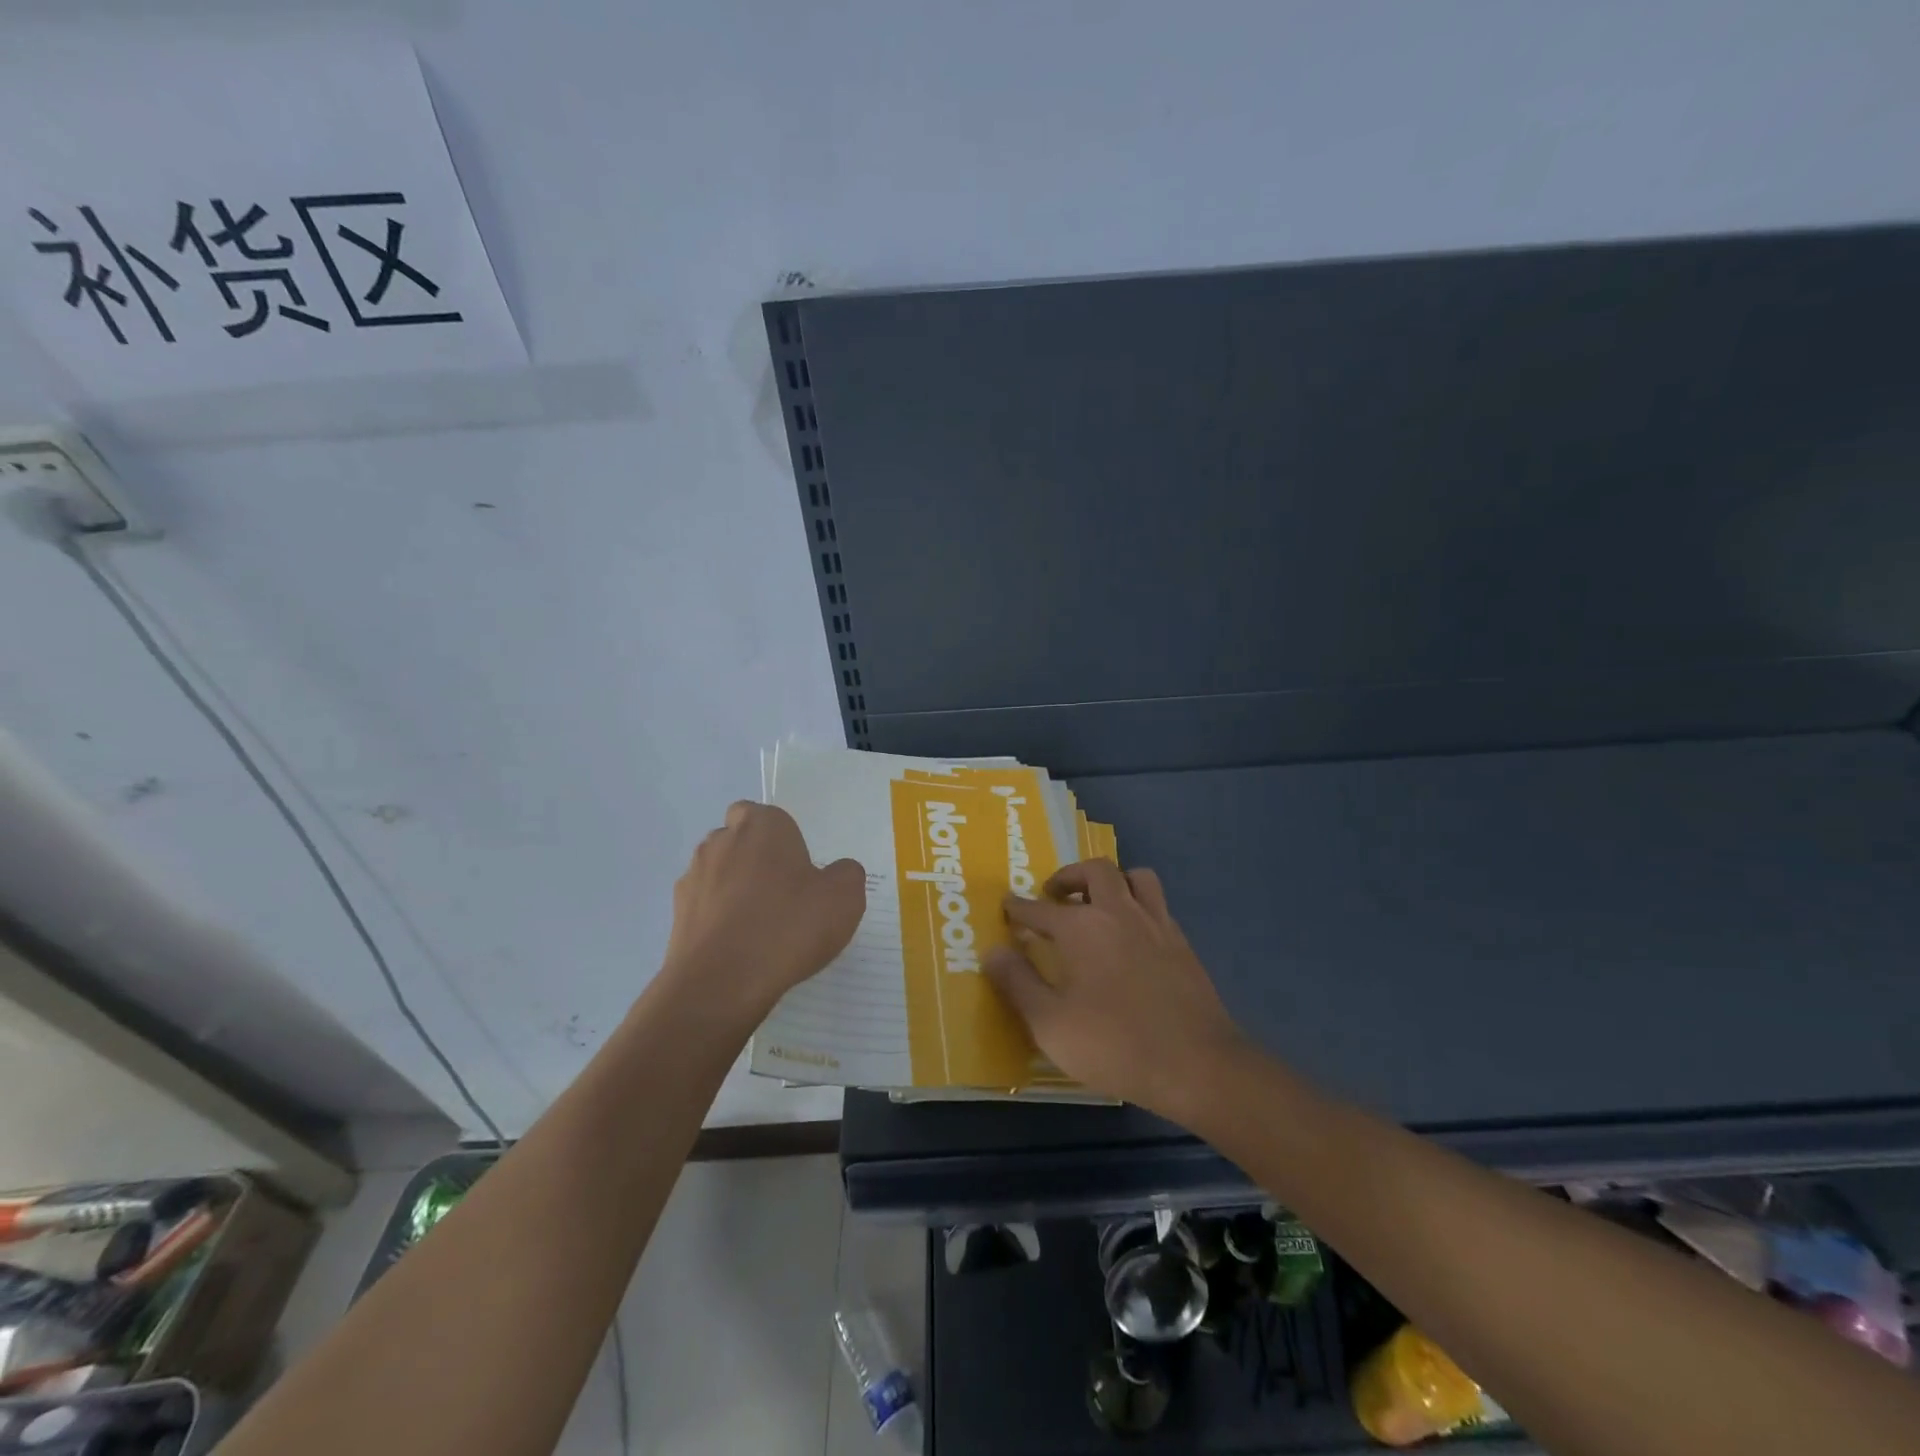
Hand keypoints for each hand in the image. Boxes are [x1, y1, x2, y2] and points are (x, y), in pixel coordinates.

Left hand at [663, 801, 865, 1018]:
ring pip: (719, 872)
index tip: (799, 869)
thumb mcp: (844, 898)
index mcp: (761, 826)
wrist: (722, 983)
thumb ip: (846, 874)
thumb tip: (836, 873)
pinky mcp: (678, 914)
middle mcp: (721, 841)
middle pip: (739, 840)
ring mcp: (694, 877)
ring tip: (762, 927)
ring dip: (735, 889)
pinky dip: (720, 919)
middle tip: (784, 895)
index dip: (781, 839)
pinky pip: (705, 906)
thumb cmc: (788, 927)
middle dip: (756, 859)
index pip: (764, 814)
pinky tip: (740, 948)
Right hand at [985, 860, 1245, 1120]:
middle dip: (1068, 876)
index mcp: (1082, 927)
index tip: (1008, 907)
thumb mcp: (1050, 1024)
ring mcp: (1155, 924)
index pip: (1040, 908)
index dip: (1019, 907)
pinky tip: (1132, 933)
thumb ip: (1018, 983)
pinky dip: (1138, 904)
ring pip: (1135, 877)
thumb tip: (992, 952)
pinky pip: (1157, 904)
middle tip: (1053, 894)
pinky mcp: (1182, 943)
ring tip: (1097, 902)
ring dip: (1112, 880)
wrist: (1197, 1065)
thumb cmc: (1114, 1045)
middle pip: (1094, 871)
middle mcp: (1119, 912)